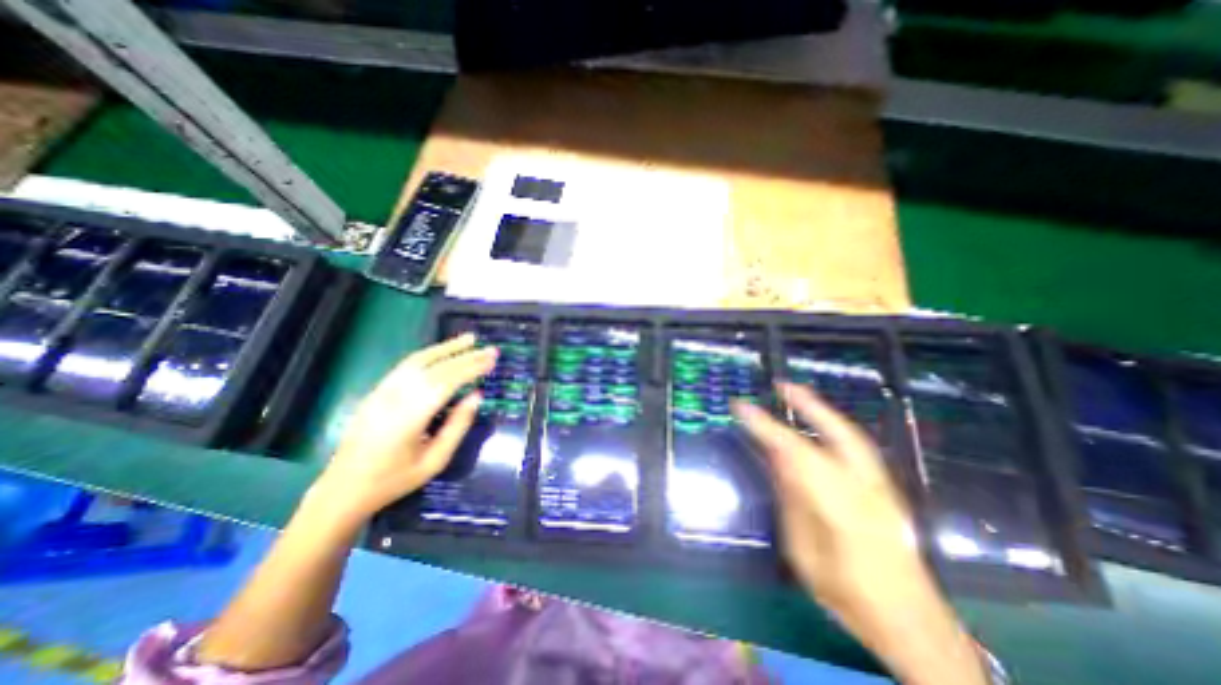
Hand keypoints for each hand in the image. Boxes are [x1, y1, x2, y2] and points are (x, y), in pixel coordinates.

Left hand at [319, 335, 498, 521]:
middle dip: (466, 356)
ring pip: (418, 360)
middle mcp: (394, 398)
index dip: (471, 368)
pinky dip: (429, 354)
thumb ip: (457, 426)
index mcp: (409, 418)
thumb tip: (477, 396)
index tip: (492, 359)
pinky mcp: (377, 391)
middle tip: (491, 350)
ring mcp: (382, 392)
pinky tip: (443, 352)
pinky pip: (406, 366)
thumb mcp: (434, 461)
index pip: (446, 382)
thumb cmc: (394, 480)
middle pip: (435, 368)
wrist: (342, 489)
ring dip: (446, 347)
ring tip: (470, 339)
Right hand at [729, 385, 985, 684]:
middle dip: (808, 404)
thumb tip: (777, 460)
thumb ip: (792, 500)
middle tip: (781, 385)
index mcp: (839, 503)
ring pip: (850, 435)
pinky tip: (821, 425)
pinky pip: (856, 447)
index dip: (766, 426)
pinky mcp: (886, 490)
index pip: (794, 452)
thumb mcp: (805, 551)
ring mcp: (881, 487)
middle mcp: (865, 487)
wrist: (915, 625)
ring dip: (823, 411)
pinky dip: (835, 428)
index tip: (741, 407)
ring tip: (799, 394)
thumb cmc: (849, 595)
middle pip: (837, 432)